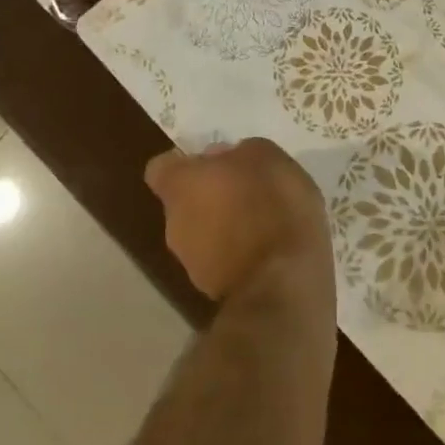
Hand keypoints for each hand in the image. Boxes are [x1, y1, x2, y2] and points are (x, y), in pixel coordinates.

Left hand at [145, 138, 332, 302]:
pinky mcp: (214, 291)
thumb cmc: (271, 206)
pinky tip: (270, 248)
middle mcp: (174, 224)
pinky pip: (223, 259)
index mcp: (180, 186)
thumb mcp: (267, 157)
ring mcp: (191, 263)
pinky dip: (240, 252)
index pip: (161, 168)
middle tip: (249, 187)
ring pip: (203, 232)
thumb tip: (226, 159)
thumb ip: (241, 152)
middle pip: (185, 201)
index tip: (214, 161)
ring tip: (265, 220)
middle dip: (212, 194)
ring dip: (227, 224)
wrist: (283, 285)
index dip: (185, 162)